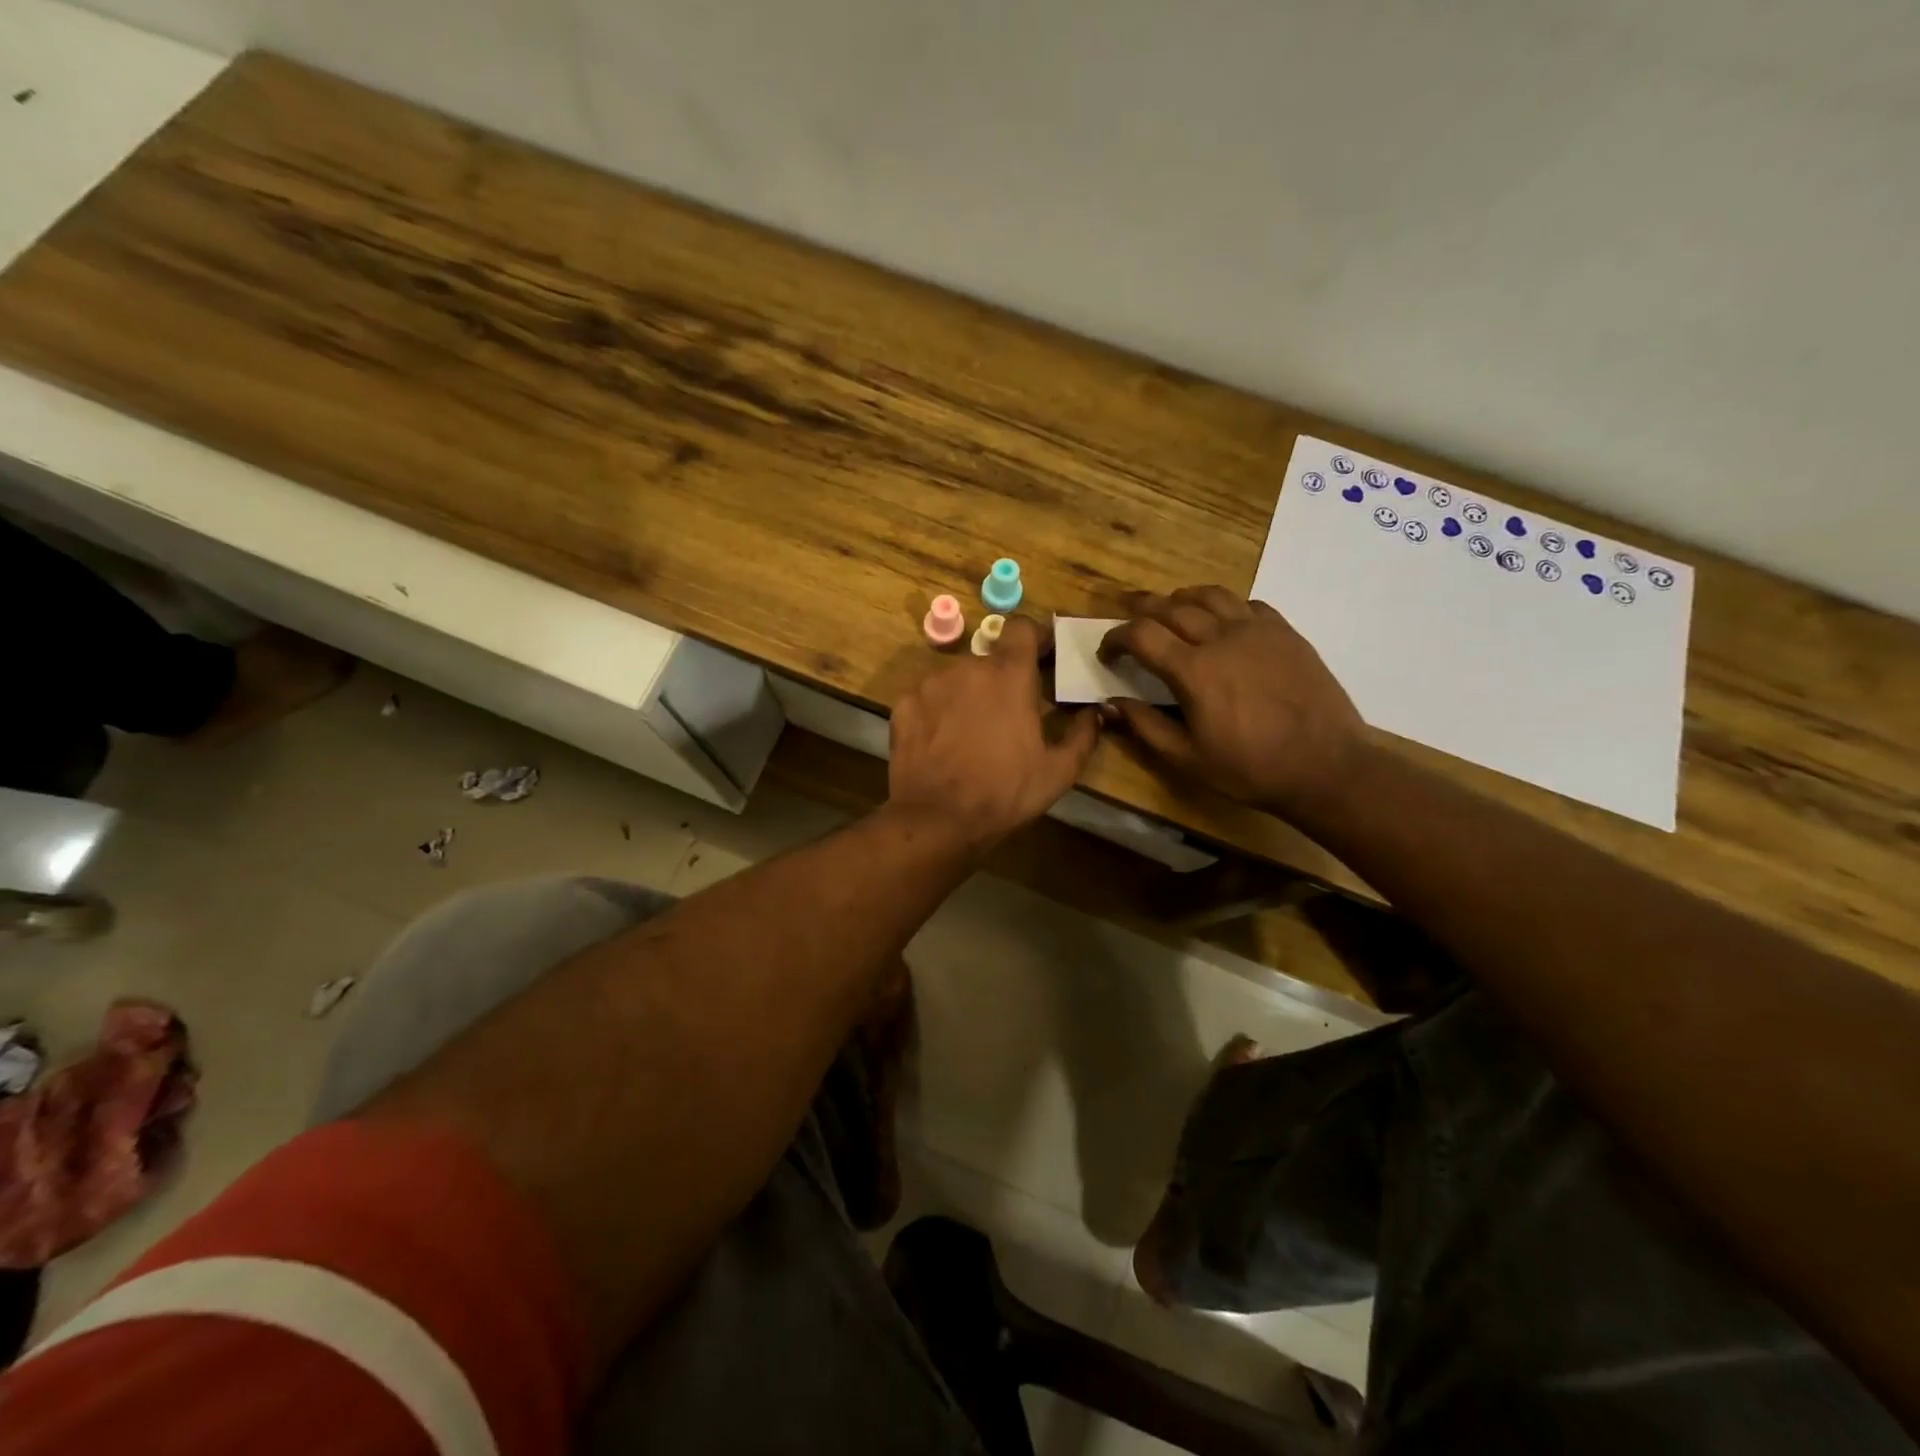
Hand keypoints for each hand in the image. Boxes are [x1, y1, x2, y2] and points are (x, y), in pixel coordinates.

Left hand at [889, 616, 1101, 854]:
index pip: (1022, 627)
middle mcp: (967, 668)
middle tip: (1010, 714)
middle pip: (990, 659)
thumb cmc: (1004, 793)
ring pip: (957, 679)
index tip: (1043, 658)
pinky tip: (942, 743)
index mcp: (1008, 675)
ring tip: (972, 734)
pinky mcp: (903, 705)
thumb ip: (1083, 734)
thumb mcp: (1058, 772)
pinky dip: (938, 712)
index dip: (1035, 638)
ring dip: (969, 695)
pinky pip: (928, 699)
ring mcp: (929, 685)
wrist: (936, 820)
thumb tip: (1094, 712)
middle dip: (1002, 680)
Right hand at [1099, 587, 1365, 823]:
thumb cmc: (1251, 769)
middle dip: (1142, 609)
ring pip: (1211, 595)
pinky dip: (1224, 606)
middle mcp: (1222, 638)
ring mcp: (1258, 630)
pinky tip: (1223, 622)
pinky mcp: (1286, 633)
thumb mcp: (1187, 759)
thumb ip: (1145, 726)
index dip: (1116, 637)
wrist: (1327, 766)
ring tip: (1171, 608)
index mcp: (1193, 670)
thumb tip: (1110, 703)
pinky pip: (1248, 604)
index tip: (1107, 653)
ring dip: (1182, 598)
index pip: (1141, 634)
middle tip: (1128, 619)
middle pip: (1172, 606)